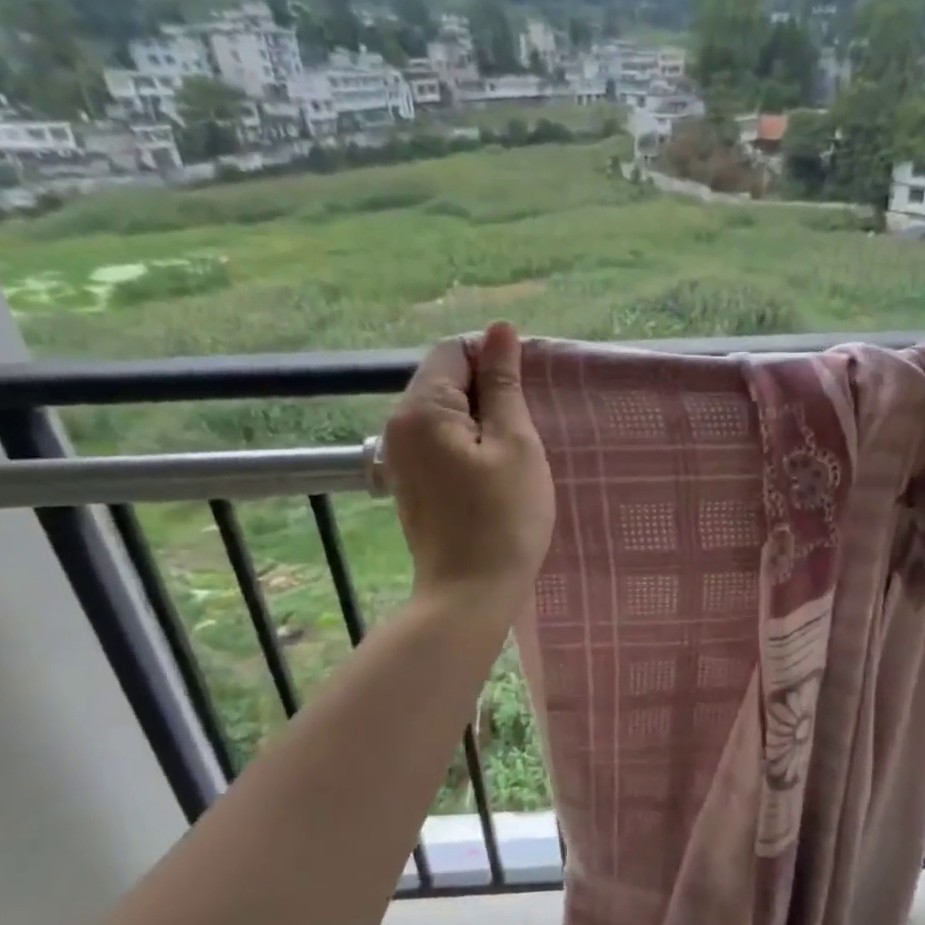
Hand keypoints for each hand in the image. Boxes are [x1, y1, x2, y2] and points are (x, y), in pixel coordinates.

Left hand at [383, 322, 554, 612]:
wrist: (470, 594)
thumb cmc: (504, 518)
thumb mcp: (516, 443)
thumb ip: (505, 383)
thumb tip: (501, 330)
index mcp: (421, 408)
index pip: (455, 350)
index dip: (495, 362)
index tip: (527, 399)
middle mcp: (398, 425)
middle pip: (446, 379)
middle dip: (488, 394)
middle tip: (525, 432)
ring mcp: (399, 455)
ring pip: (446, 413)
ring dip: (482, 422)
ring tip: (513, 456)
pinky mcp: (409, 481)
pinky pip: (440, 441)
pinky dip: (468, 445)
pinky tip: (493, 474)